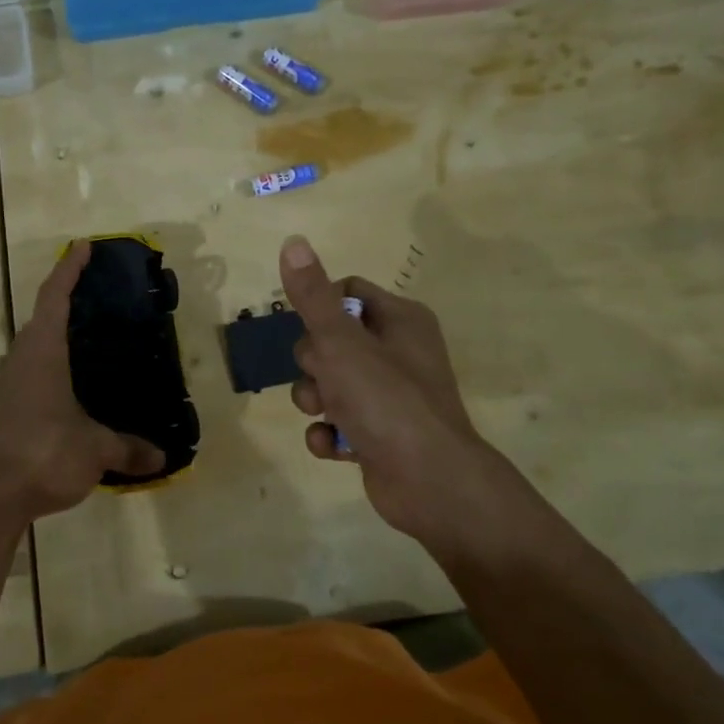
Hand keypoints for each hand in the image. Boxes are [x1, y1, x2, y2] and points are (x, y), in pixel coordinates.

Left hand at [0, 241, 164, 525]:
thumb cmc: (44, 454)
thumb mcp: (96, 449)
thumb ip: (130, 449)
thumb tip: (162, 457)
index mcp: (42, 352)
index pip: (54, 297)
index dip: (69, 269)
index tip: (83, 247)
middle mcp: (19, 360)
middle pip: (39, 320)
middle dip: (64, 305)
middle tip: (96, 304)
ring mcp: (5, 385)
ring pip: (28, 349)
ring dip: (50, 339)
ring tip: (81, 346)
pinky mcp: (1, 409)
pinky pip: (24, 375)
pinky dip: (44, 371)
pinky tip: (64, 391)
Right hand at [278, 235, 534, 561]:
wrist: (430, 482)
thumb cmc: (386, 399)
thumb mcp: (341, 342)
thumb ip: (313, 296)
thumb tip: (293, 241)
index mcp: (400, 319)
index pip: (348, 293)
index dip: (320, 308)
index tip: (308, 329)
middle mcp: (398, 352)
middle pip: (332, 340)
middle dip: (314, 363)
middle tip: (324, 379)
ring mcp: (390, 396)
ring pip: (331, 383)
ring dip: (316, 400)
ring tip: (326, 416)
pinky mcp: (381, 433)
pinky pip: (339, 422)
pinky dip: (330, 434)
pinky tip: (333, 446)